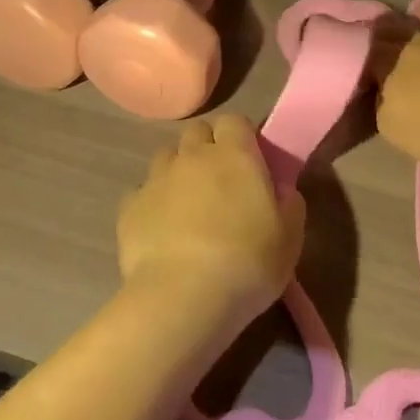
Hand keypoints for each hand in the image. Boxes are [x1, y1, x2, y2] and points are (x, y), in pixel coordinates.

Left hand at [117, 113, 304, 324]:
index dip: (242, 136)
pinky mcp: (129, 207)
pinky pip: (142, 192)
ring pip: (166, 157)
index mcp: (235, 155)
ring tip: (188, 204)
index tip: (251, 160)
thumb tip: (281, 189)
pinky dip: (152, 202)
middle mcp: (193, 156)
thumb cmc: (247, 263)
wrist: (182, 297)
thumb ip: (289, 205)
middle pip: (197, 132)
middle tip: (221, 181)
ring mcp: (156, 179)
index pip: (235, 121)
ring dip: (178, 170)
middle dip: (208, 147)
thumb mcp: (290, 238)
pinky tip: (162, 228)